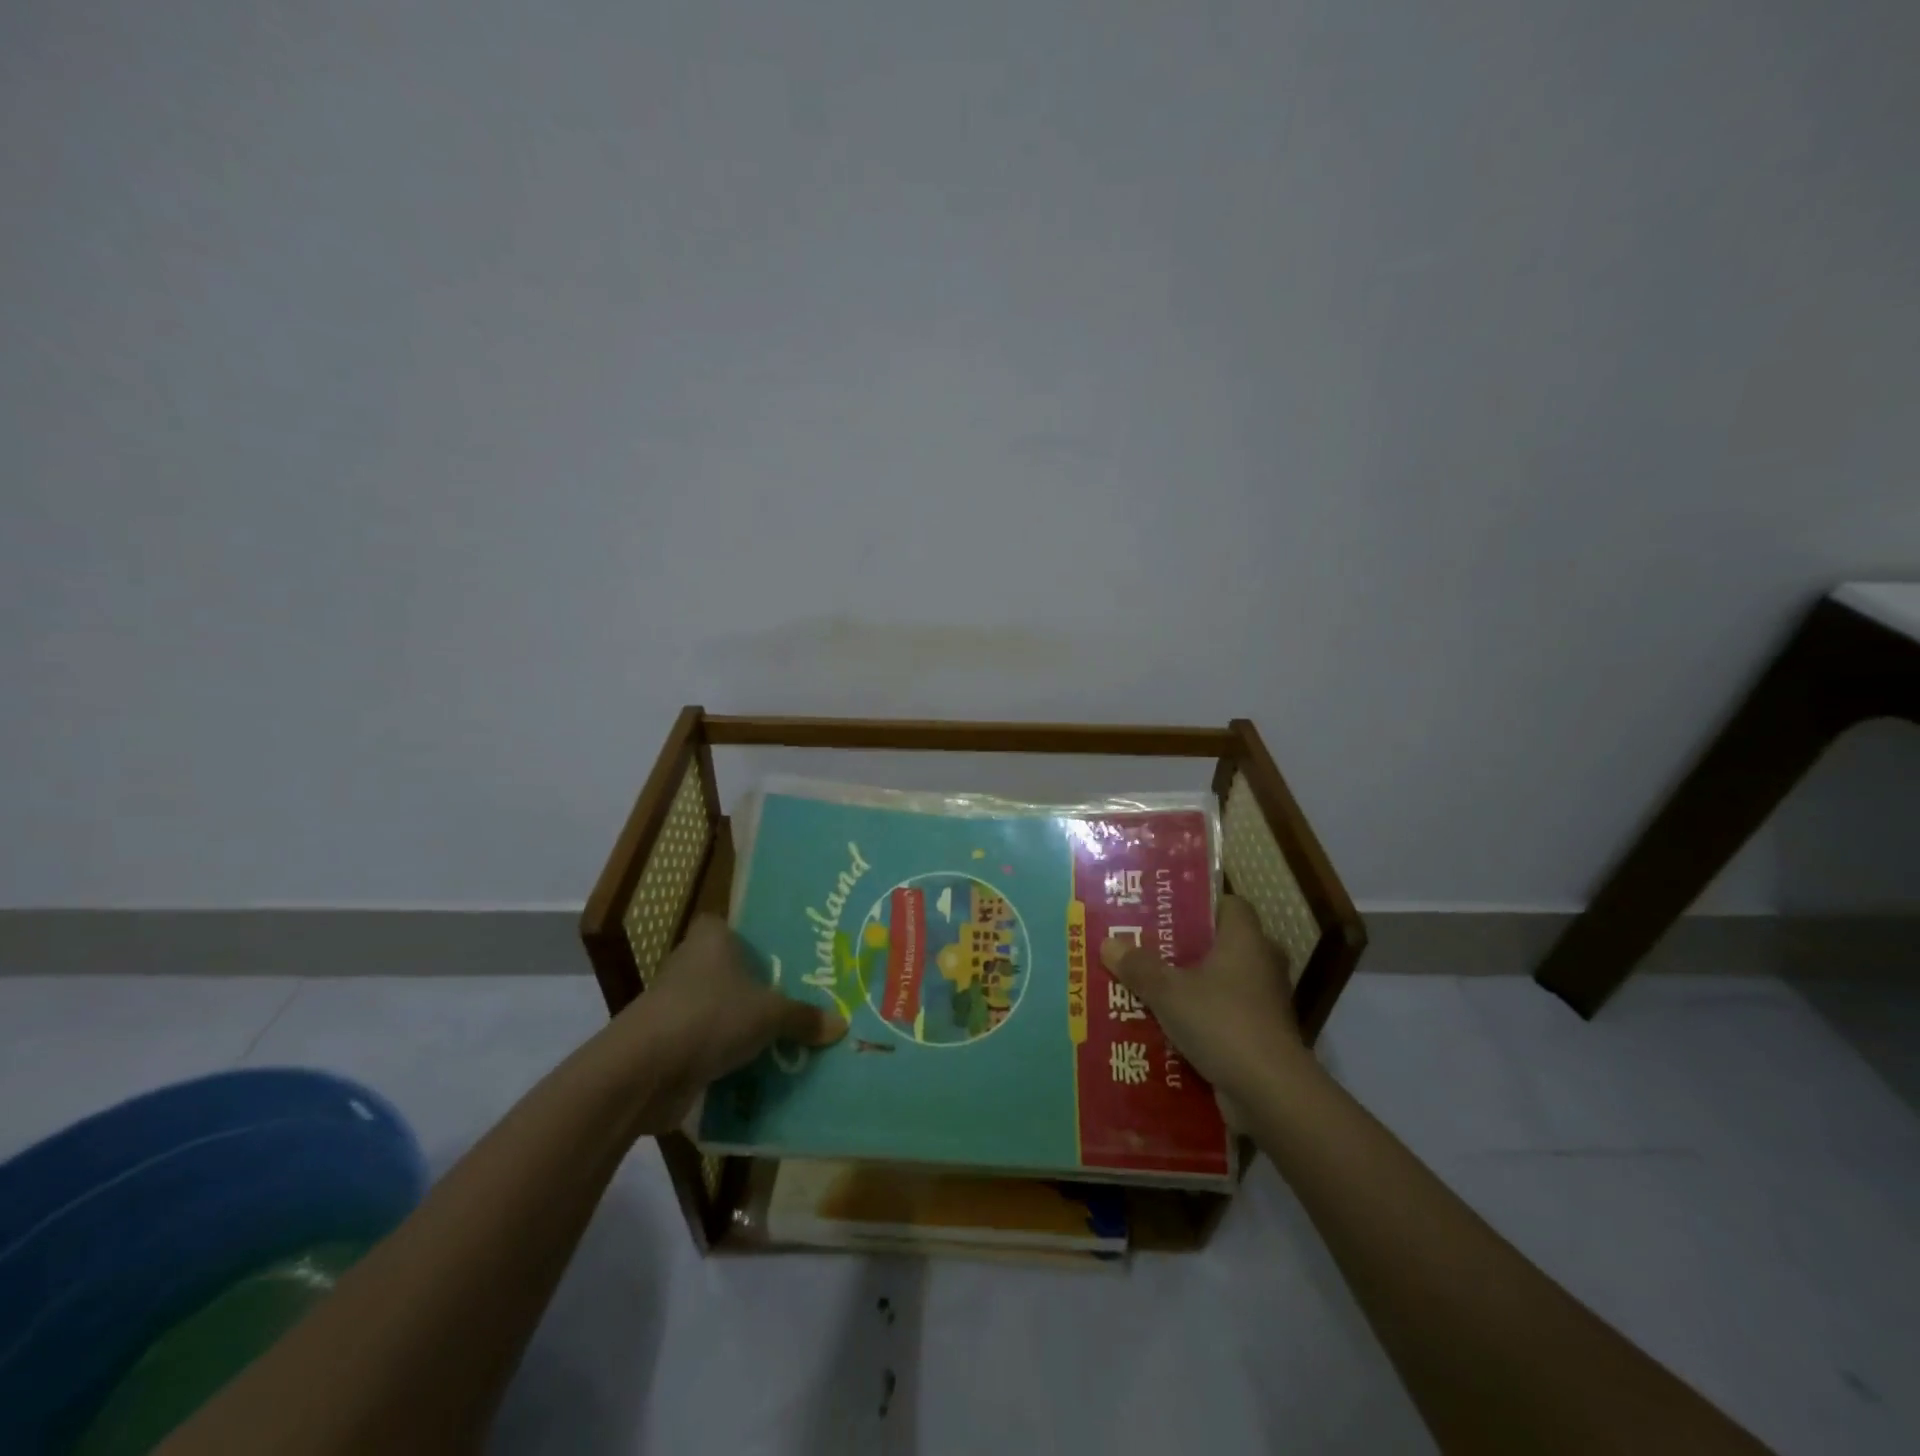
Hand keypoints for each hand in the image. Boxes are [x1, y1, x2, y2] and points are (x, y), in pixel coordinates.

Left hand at [616, 915, 846, 1131]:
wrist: (643, 1071)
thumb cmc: (710, 1016)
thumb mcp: (770, 1015)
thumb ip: (804, 1018)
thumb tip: (841, 1025)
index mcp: (711, 938)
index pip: (735, 927)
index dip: (758, 939)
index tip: (788, 956)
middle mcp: (690, 963)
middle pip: (732, 971)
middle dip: (760, 988)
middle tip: (802, 999)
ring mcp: (675, 1005)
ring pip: (721, 1009)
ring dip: (744, 1026)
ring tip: (789, 1038)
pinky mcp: (668, 1043)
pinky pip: (709, 1043)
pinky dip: (727, 1056)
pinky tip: (760, 1069)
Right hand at [1100, 896, 1307, 1115]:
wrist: (1270, 1092)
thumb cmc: (1221, 1021)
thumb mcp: (1168, 991)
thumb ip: (1138, 966)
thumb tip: (1108, 943)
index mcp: (1246, 939)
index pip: (1231, 905)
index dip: (1200, 906)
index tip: (1166, 913)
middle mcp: (1261, 964)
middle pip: (1221, 945)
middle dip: (1186, 949)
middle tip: (1147, 950)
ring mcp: (1265, 1003)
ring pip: (1221, 983)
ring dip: (1192, 987)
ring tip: (1149, 988)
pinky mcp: (1262, 1036)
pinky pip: (1225, 1016)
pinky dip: (1202, 1019)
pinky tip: (1167, 1027)